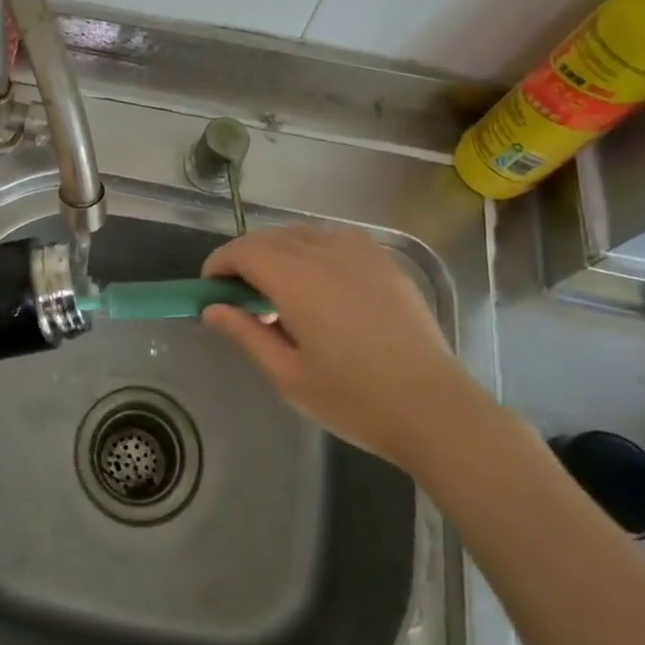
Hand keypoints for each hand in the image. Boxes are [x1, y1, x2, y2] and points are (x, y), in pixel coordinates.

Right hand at [201, 223, 498, 471]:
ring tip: (280, 290)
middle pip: (271, 238)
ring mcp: (361, 254)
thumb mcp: (288, 376)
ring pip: (303, 235)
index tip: (211, 287)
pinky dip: (315, 250)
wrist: (434, 409)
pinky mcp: (386, 263)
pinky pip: (337, 240)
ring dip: (280, 252)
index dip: (220, 263)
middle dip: (246, 258)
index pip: (244, 251)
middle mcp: (326, 253)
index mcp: (297, 280)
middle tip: (240, 296)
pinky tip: (323, 283)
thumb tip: (213, 309)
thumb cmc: (354, 398)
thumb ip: (246, 334)